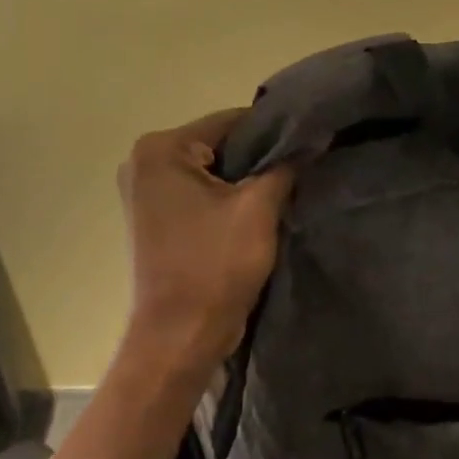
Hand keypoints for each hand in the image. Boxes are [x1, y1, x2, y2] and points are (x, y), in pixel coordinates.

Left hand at [118, 109, 294, 370]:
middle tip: (301, 172)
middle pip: (219, 146)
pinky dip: (227, 201)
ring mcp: (146, 193)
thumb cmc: (214, 266)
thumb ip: (286, 165)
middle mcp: (143, 162)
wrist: (180, 336)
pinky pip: (200, 195)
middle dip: (259, 159)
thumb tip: (315, 136)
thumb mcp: (258, 209)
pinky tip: (257, 214)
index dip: (275, 132)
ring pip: (212, 173)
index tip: (310, 145)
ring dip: (246, 183)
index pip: (230, 121)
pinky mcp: (156, 220)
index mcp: (160, 149)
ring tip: (285, 192)